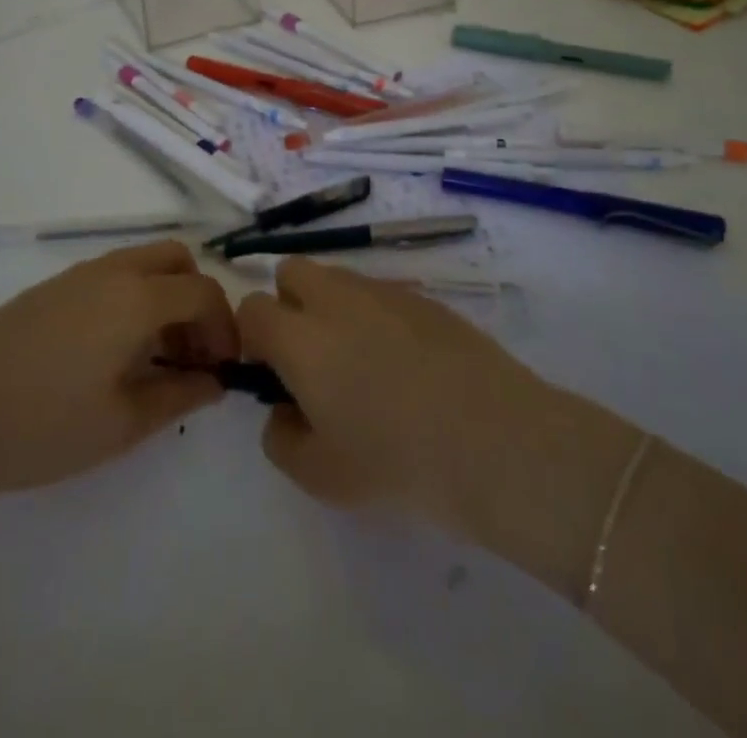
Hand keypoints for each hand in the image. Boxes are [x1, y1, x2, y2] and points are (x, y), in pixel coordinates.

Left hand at [0, 242, 237, 510]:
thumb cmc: (39, 425)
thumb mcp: (121, 424)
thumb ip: (179, 396)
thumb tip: (215, 381)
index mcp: (136, 297)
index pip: (204, 292)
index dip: (225, 328)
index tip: (223, 370)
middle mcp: (112, 271)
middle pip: (177, 260)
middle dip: (198, 300)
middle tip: (193, 354)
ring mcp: (77, 275)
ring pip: (143, 263)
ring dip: (166, 297)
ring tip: (157, 358)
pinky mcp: (51, 288)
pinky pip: (113, 276)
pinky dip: (134, 298)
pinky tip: (114, 352)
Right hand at [238, 260, 636, 587]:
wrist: (494, 440)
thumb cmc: (396, 462)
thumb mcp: (320, 476)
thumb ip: (280, 438)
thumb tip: (283, 409)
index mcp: (301, 337)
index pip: (252, 308)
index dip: (253, 339)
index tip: (273, 374)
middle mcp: (336, 299)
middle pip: (290, 271)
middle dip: (288, 304)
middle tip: (312, 359)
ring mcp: (384, 291)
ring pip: (337, 279)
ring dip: (332, 307)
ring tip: (363, 363)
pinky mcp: (424, 297)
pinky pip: (380, 293)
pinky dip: (376, 316)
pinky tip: (407, 364)